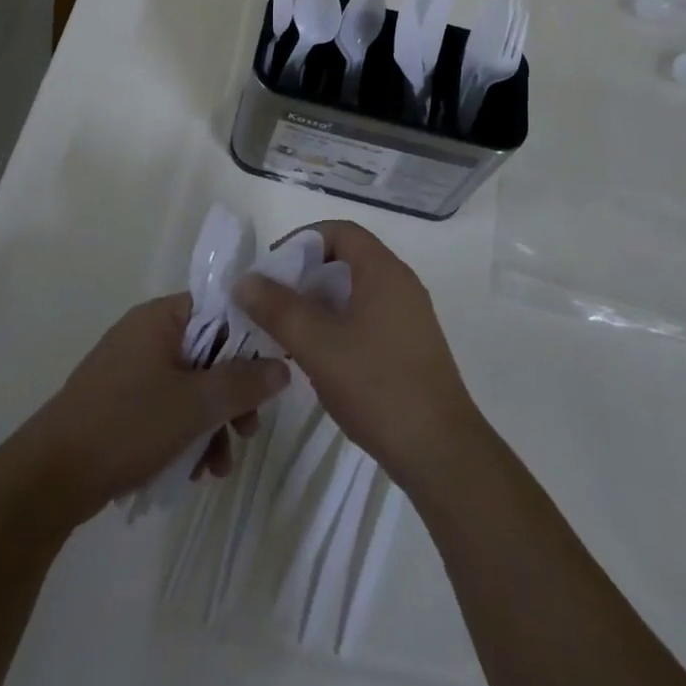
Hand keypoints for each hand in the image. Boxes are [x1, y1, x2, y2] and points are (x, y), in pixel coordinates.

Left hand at [24, 294, 288, 524]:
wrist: (50, 478)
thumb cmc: (127, 425)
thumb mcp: (194, 405)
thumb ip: (243, 383)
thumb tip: (282, 365)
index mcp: (160, 318)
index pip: (219, 309)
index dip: (248, 340)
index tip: (268, 377)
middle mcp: (146, 334)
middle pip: (209, 352)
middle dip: (232, 396)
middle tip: (248, 431)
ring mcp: (130, 369)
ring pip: (190, 386)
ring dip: (211, 423)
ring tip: (218, 467)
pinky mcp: (120, 402)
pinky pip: (167, 406)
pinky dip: (185, 433)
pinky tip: (194, 472)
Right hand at [233, 220, 483, 490]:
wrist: (441, 453)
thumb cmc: (378, 386)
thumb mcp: (318, 345)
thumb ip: (278, 309)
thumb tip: (244, 280)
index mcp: (384, 272)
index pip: (340, 232)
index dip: (302, 240)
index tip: (272, 268)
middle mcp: (400, 285)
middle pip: (345, 261)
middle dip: (305, 277)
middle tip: (273, 304)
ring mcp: (408, 318)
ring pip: (353, 294)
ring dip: (318, 306)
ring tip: (287, 333)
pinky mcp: (409, 349)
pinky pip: (365, 320)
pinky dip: (337, 327)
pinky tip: (317, 360)